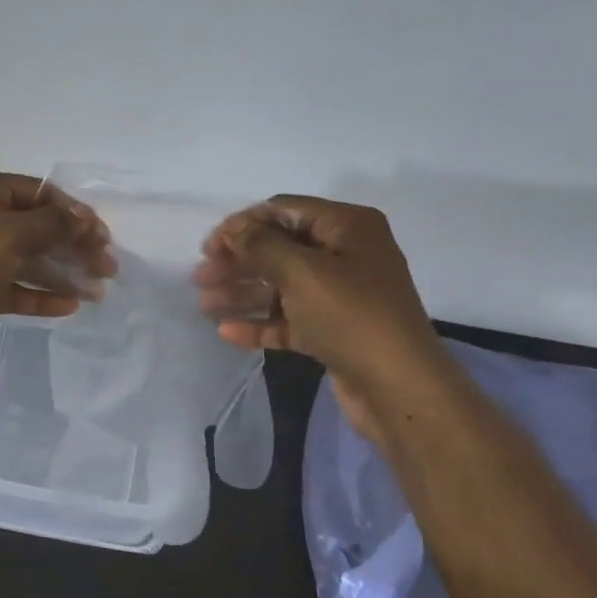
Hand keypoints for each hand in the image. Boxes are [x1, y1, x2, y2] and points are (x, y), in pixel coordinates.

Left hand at [0, 170, 114, 365]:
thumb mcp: (7, 234)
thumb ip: (51, 224)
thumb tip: (85, 218)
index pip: (39, 193)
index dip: (75, 213)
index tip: (104, 237)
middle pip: (37, 227)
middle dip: (73, 246)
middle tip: (108, 269)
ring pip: (27, 260)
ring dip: (62, 273)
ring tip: (97, 293)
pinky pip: (13, 288)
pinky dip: (39, 295)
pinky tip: (69, 306)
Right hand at [193, 197, 449, 441]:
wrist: (397, 386)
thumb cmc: (351, 316)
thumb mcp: (303, 272)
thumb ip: (261, 245)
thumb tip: (233, 228)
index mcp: (347, 227)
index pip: (284, 211)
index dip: (244, 225)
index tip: (208, 247)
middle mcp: (345, 255)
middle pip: (279, 249)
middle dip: (238, 262)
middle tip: (200, 278)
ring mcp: (339, 295)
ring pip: (280, 287)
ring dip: (242, 293)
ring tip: (204, 305)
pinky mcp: (331, 331)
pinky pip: (288, 320)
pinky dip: (259, 322)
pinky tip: (227, 332)